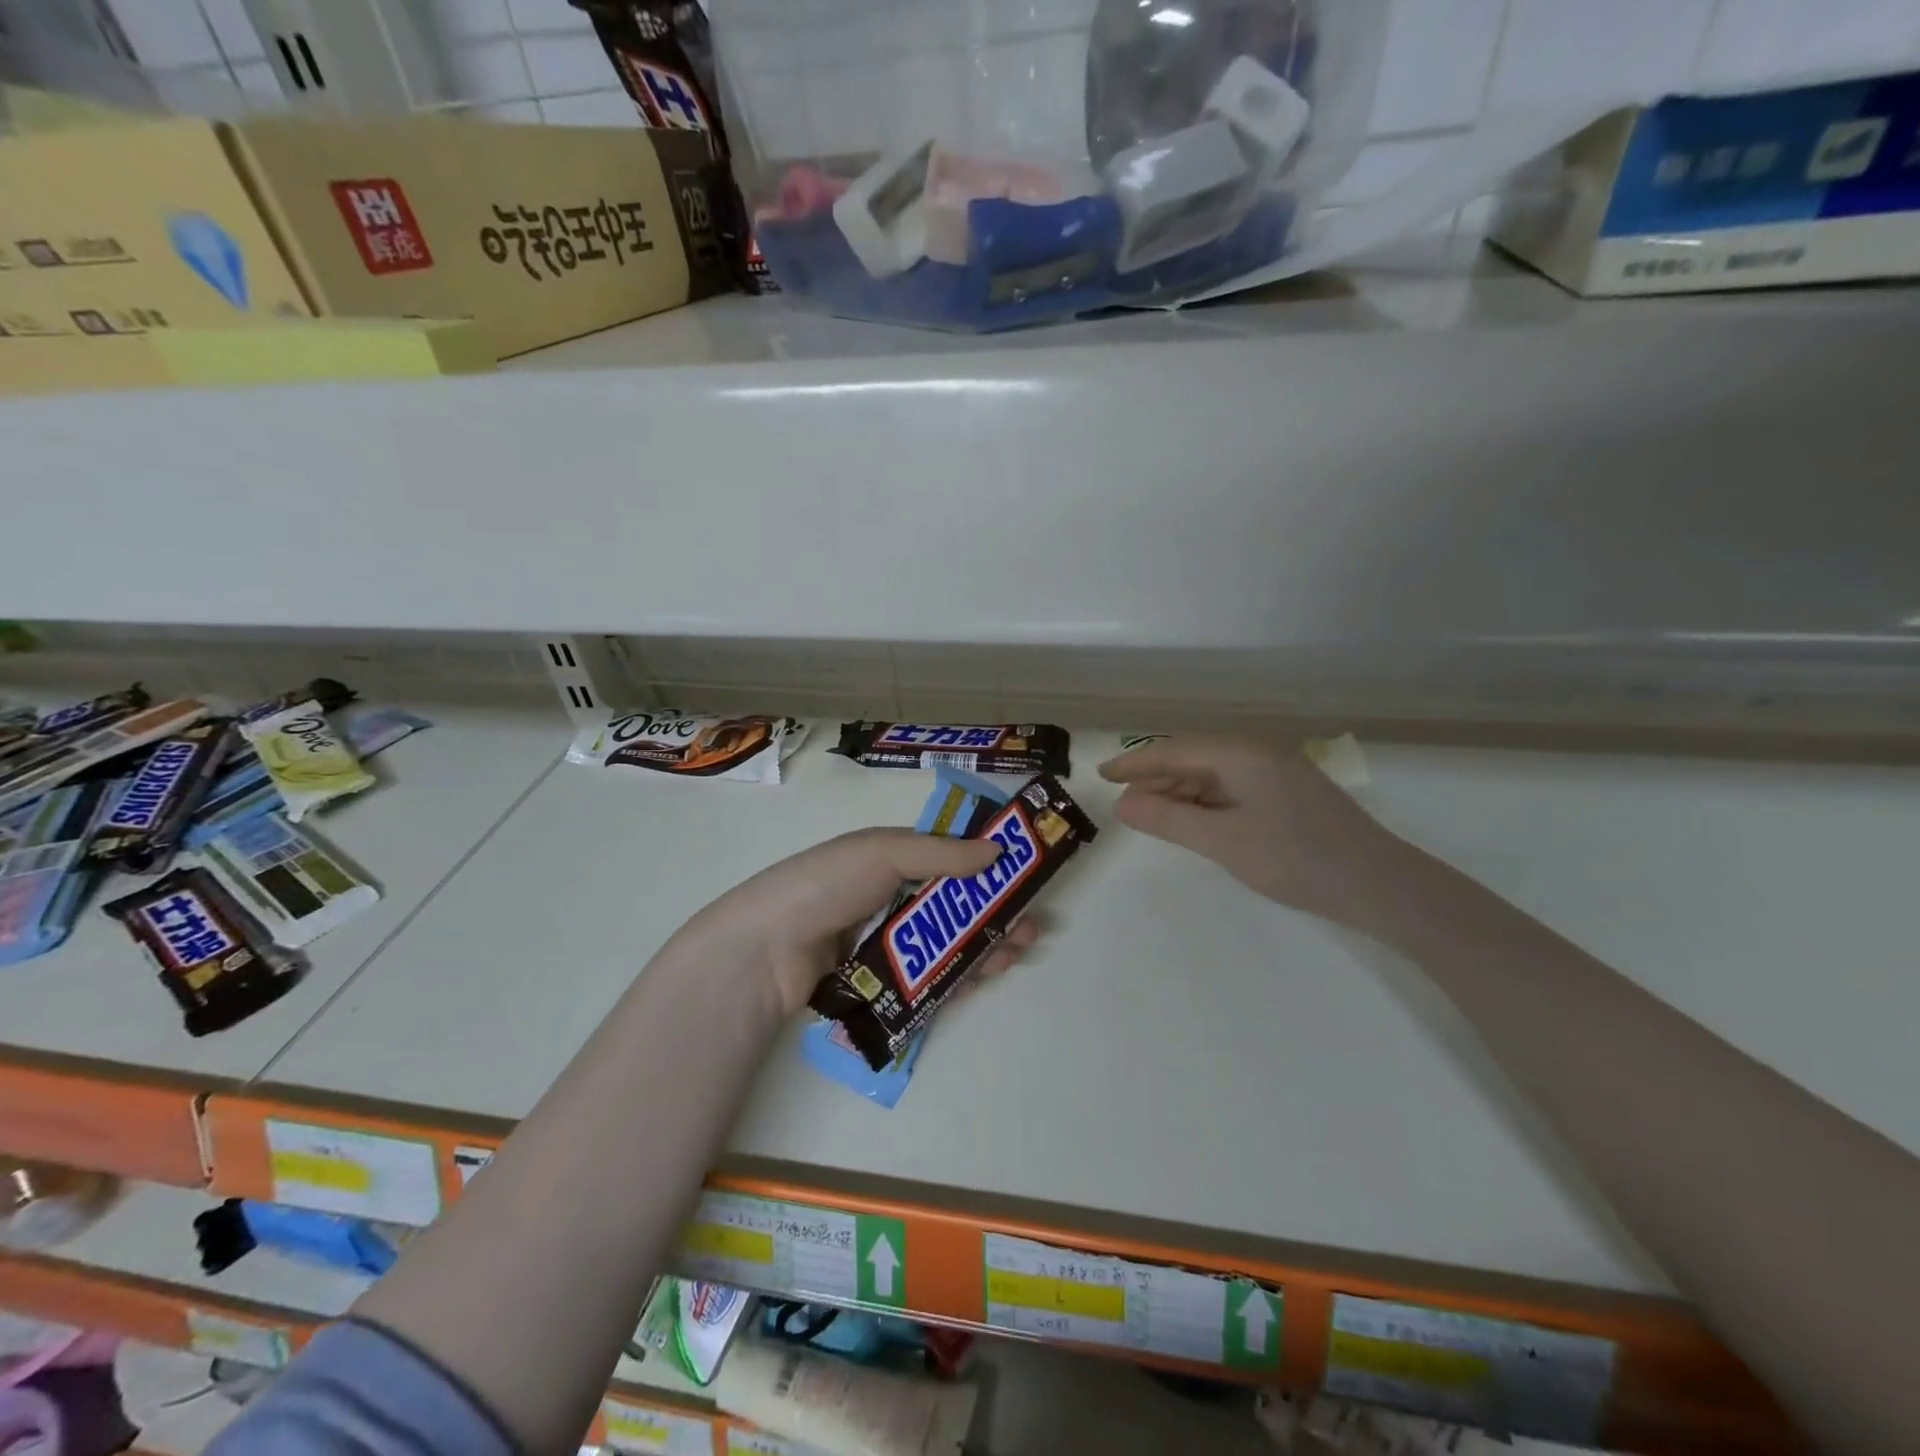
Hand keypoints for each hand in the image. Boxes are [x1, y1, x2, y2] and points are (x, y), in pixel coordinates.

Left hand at [684, 828, 1039, 1016]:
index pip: (948, 857)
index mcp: (890, 858)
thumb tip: (998, 848)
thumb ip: (940, 852)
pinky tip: (987, 976)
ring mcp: (885, 943)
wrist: (765, 952)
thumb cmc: (825, 886)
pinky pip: (929, 978)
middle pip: (955, 906)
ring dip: (985, 945)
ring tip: (1017, 951)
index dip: (987, 866)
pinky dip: (960, 976)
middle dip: (995, 913)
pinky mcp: (881, 983)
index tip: (1023, 876)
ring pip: (947, 944)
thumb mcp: (882, 852)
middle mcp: (890, 898)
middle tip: (1030, 926)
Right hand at [1098, 736, 1404, 927]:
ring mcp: (1278, 772)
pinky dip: (1206, 802)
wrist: (1381, 886)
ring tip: (1149, 814)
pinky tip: (1193, 820)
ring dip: (1180, 792)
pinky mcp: (1289, 793)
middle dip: (1156, 778)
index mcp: (1241, 754)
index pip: (1174, 751)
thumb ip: (1169, 820)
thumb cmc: (1297, 860)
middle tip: (1123, 804)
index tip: (1101, 776)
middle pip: (1194, 758)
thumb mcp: (1224, 842)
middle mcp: (1258, 753)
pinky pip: (1233, 787)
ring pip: (1214, 774)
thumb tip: (1123, 805)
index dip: (1135, 763)